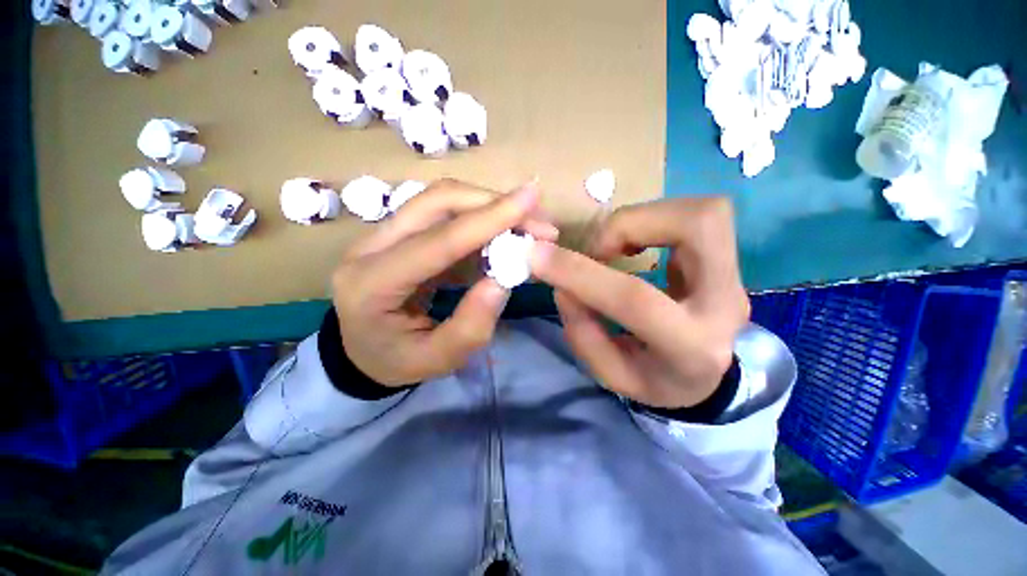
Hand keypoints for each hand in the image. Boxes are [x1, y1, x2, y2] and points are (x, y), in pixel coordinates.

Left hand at [332, 179, 557, 386]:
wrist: (360, 352)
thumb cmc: (394, 361)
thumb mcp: (436, 360)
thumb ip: (471, 326)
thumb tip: (504, 280)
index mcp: (371, 283)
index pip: (439, 241)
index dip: (488, 219)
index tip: (531, 200)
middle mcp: (370, 246)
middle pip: (436, 202)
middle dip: (492, 203)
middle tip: (537, 219)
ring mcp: (381, 234)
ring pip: (440, 200)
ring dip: (488, 205)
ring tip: (526, 224)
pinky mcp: (399, 233)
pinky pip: (442, 213)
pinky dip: (478, 217)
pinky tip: (502, 232)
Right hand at [530, 197, 748, 408]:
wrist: (707, 378)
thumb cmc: (656, 380)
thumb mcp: (610, 373)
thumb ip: (582, 330)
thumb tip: (563, 284)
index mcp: (691, 347)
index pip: (634, 298)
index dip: (581, 272)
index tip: (538, 255)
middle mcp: (725, 302)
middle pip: (696, 226)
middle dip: (629, 224)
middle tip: (597, 250)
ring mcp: (735, 276)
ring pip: (703, 212)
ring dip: (641, 218)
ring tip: (613, 247)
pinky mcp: (729, 259)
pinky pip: (699, 216)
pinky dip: (654, 220)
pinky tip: (634, 243)